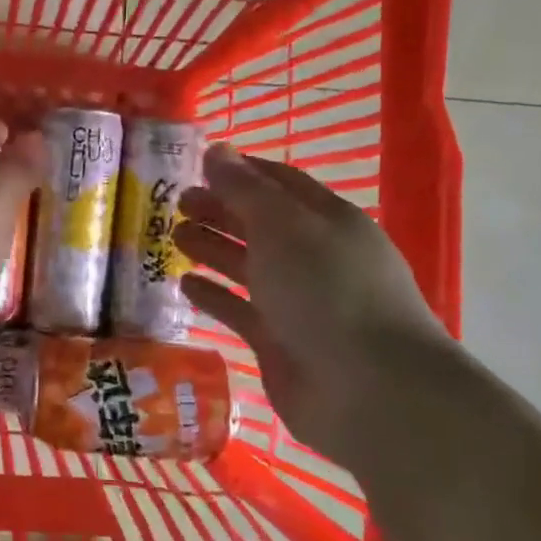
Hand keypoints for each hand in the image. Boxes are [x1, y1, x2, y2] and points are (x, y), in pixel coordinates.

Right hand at [173, 146, 448, 465]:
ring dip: (212, 248)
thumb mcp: (283, 227)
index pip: (280, 183)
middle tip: (175, 202)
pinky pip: (240, 309)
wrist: (368, 390)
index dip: (241, 171)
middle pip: (260, 223)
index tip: (198, 164)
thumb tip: (216, 150)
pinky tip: (184, 284)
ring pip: (248, 265)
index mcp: (327, 221)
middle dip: (220, 209)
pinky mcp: (279, 341)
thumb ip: (244, 190)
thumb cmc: (327, 292)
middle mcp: (313, 256)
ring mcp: (297, 301)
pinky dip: (214, 295)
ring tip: (172, 236)